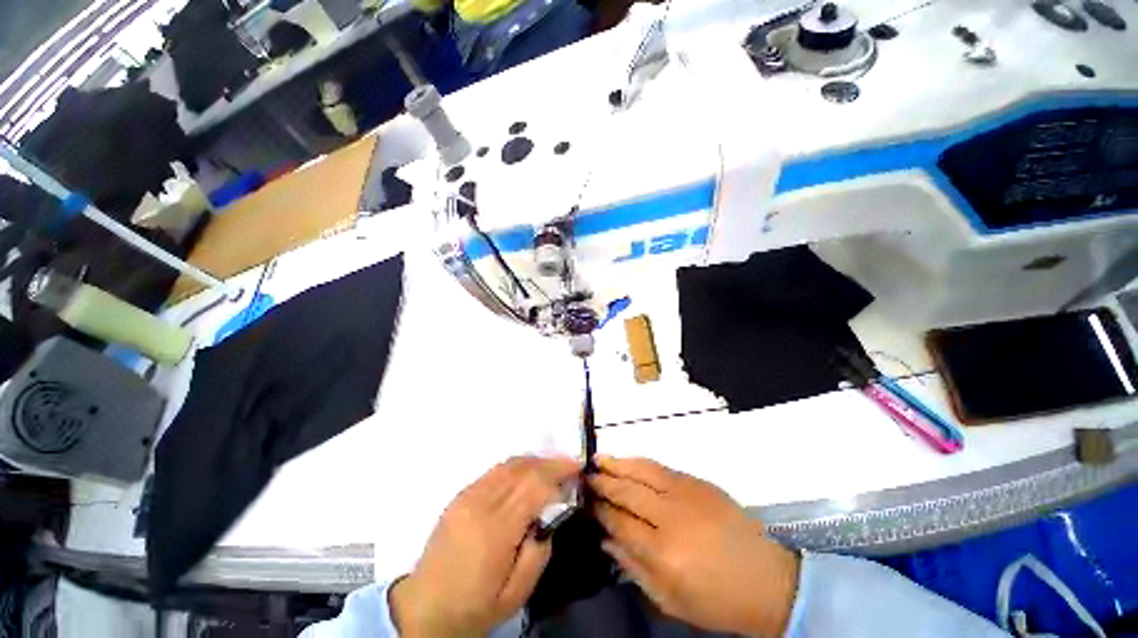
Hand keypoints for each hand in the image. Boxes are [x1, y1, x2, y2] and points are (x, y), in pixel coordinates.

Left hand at [390, 456, 579, 636]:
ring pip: (508, 465)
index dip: (558, 475)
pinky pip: (494, 471)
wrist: (424, 609)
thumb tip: (550, 517)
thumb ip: (539, 553)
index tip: (576, 473)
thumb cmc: (474, 607)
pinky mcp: (460, 495)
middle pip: (522, 470)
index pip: (533, 488)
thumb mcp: (516, 595)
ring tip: (552, 467)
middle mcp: (480, 505)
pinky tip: (527, 473)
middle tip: (570, 465)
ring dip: (534, 461)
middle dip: (550, 463)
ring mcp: (467, 496)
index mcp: (495, 531)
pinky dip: (516, 466)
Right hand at [590, 456, 800, 636]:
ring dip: (618, 464)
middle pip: (628, 492)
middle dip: (604, 483)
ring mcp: (687, 494)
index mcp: (663, 552)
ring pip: (643, 472)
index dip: (601, 511)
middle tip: (586, 476)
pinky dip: (641, 463)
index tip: (586, 502)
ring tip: (598, 458)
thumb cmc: (717, 601)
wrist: (768, 581)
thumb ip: (633, 567)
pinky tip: (628, 461)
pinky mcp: (699, 483)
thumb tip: (605, 538)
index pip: (620, 522)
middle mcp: (671, 516)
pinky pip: (663, 468)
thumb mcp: (670, 600)